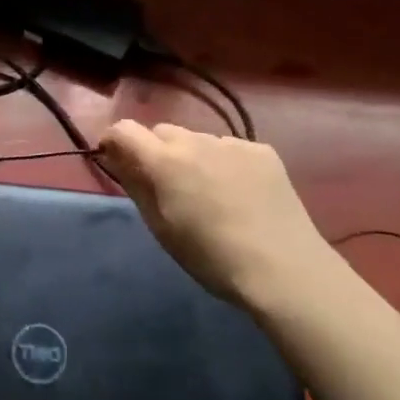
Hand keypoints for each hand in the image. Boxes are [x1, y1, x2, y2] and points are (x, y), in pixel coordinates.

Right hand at [96, 121, 326, 305]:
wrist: (285, 270)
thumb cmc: (212, 258)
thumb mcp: (162, 229)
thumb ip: (136, 186)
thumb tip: (117, 158)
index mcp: (165, 161)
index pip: (124, 130)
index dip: (114, 142)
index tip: (117, 161)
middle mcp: (196, 141)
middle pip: (163, 133)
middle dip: (157, 152)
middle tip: (169, 187)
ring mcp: (232, 143)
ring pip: (198, 140)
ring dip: (193, 157)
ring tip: (210, 194)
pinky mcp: (262, 150)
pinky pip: (230, 149)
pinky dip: (225, 164)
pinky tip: (241, 194)